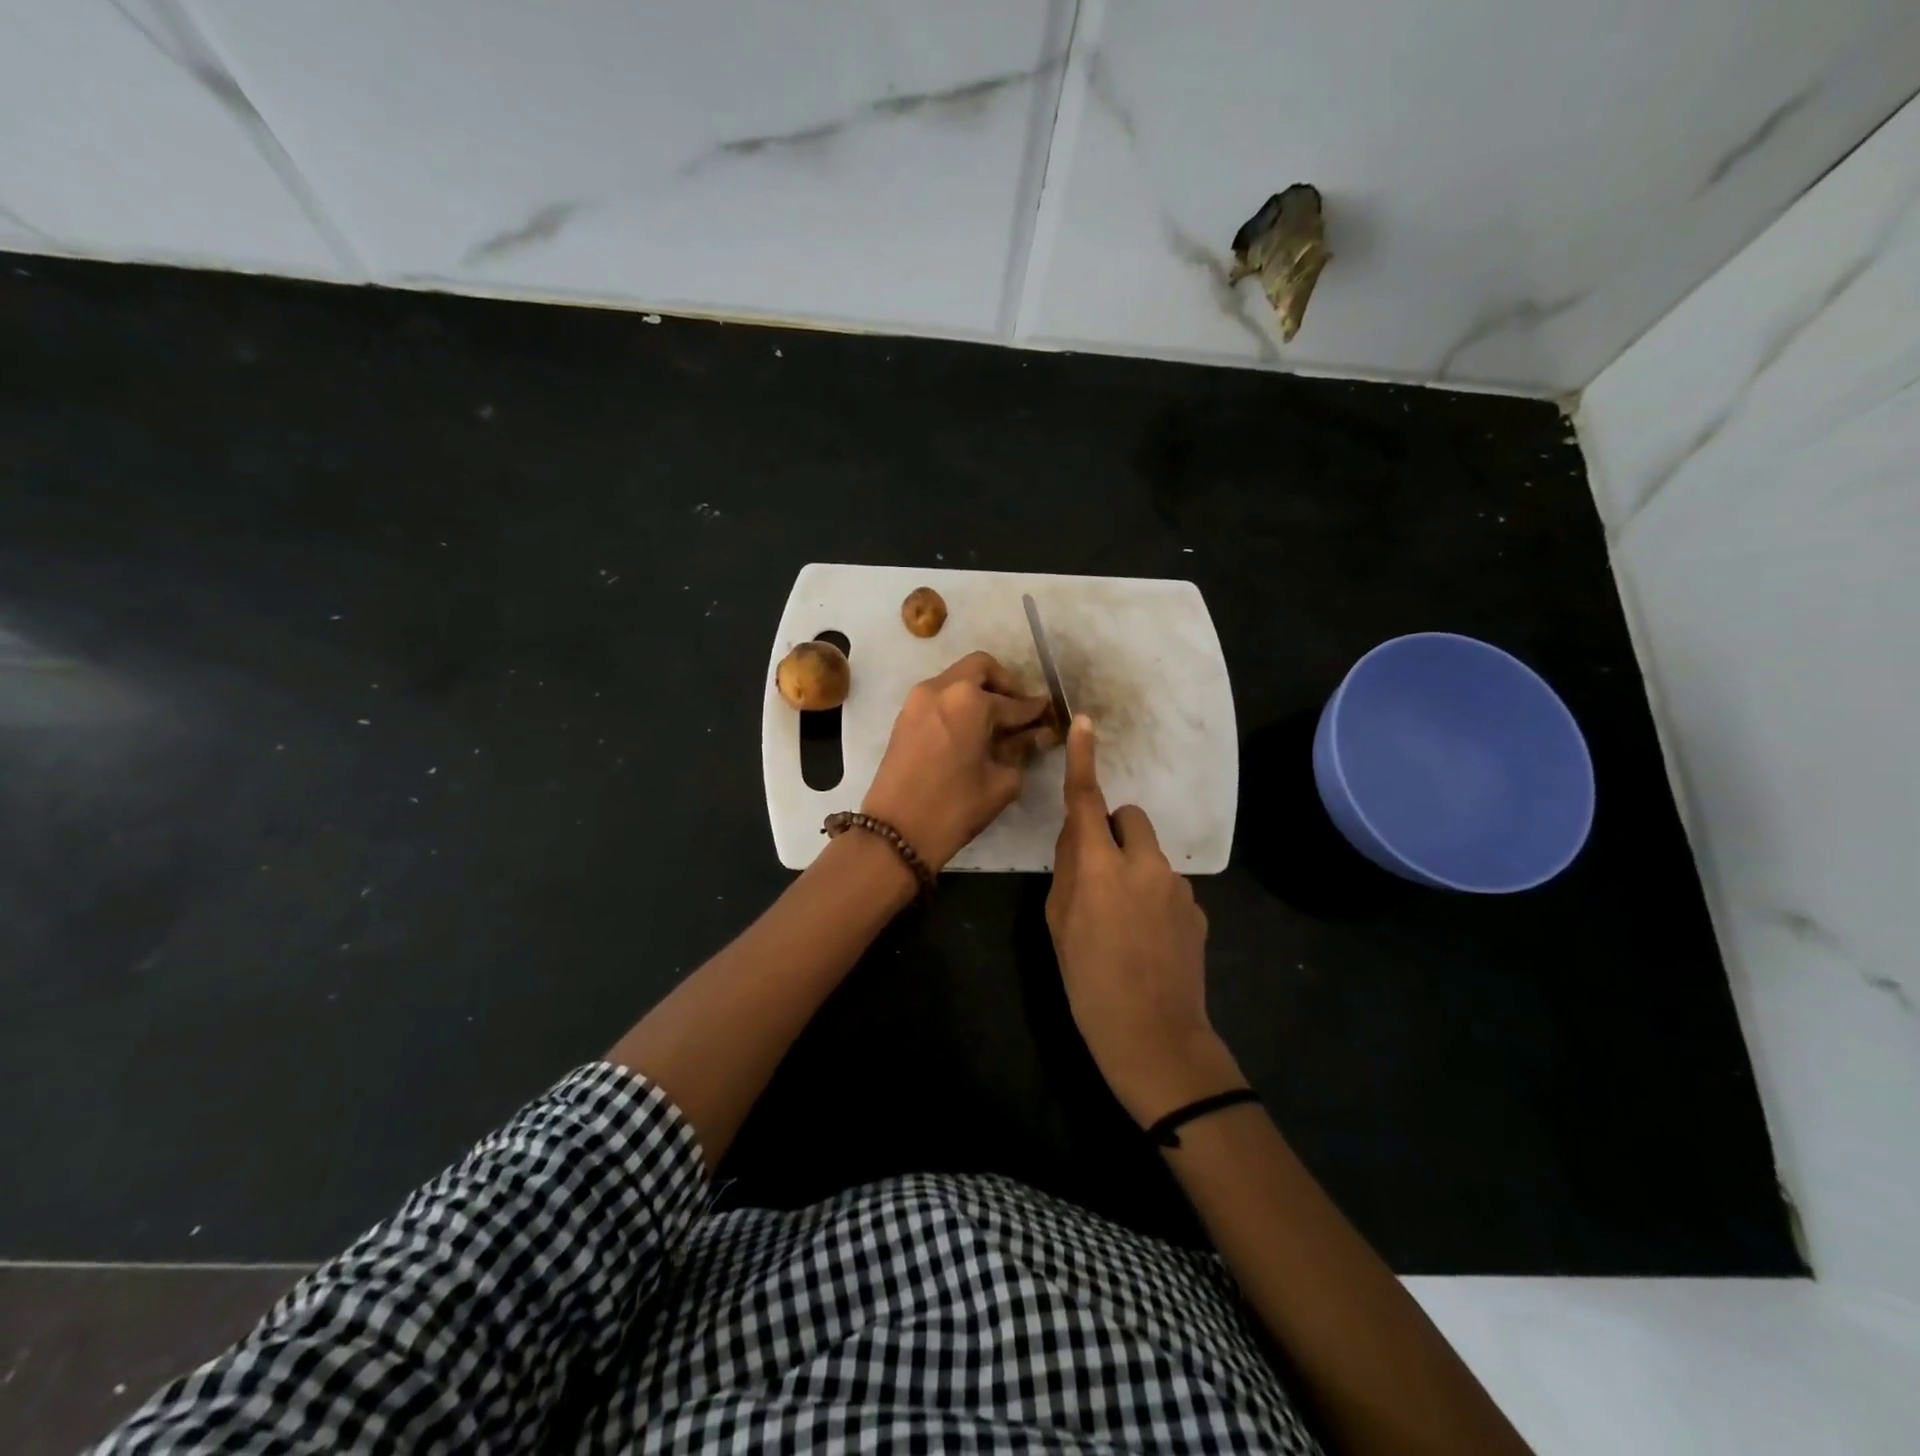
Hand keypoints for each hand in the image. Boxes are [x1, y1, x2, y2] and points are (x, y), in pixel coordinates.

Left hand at [861, 652, 1053, 871]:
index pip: (1013, 701)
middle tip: (1019, 710)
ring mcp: (917, 700)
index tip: (1048, 715)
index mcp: (969, 700)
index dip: (1034, 710)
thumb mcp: (1000, 781)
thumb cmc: (955, 808)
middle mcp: (941, 688)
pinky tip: (972, 731)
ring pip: (956, 679)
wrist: (895, 833)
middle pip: (981, 669)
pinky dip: (958, 704)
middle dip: (1005, 684)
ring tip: (996, 723)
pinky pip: (939, 696)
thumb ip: (1021, 750)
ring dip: (979, 692)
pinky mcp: (904, 717)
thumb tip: (1038, 735)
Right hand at [1046, 715, 1241, 1123]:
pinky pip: (1167, 883)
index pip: (1088, 801)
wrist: (1155, 1037)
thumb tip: (1078, 838)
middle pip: (1129, 817)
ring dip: (1132, 867)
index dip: (1084, 760)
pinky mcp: (1197, 908)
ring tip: (1121, 921)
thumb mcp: (1058, 925)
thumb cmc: (1089, 983)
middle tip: (1097, 874)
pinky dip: (1153, 895)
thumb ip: (1067, 871)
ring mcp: (1177, 886)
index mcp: (1101, 867)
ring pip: (1148, 853)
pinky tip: (1147, 939)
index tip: (1085, 724)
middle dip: (1111, 831)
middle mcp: (1144, 864)